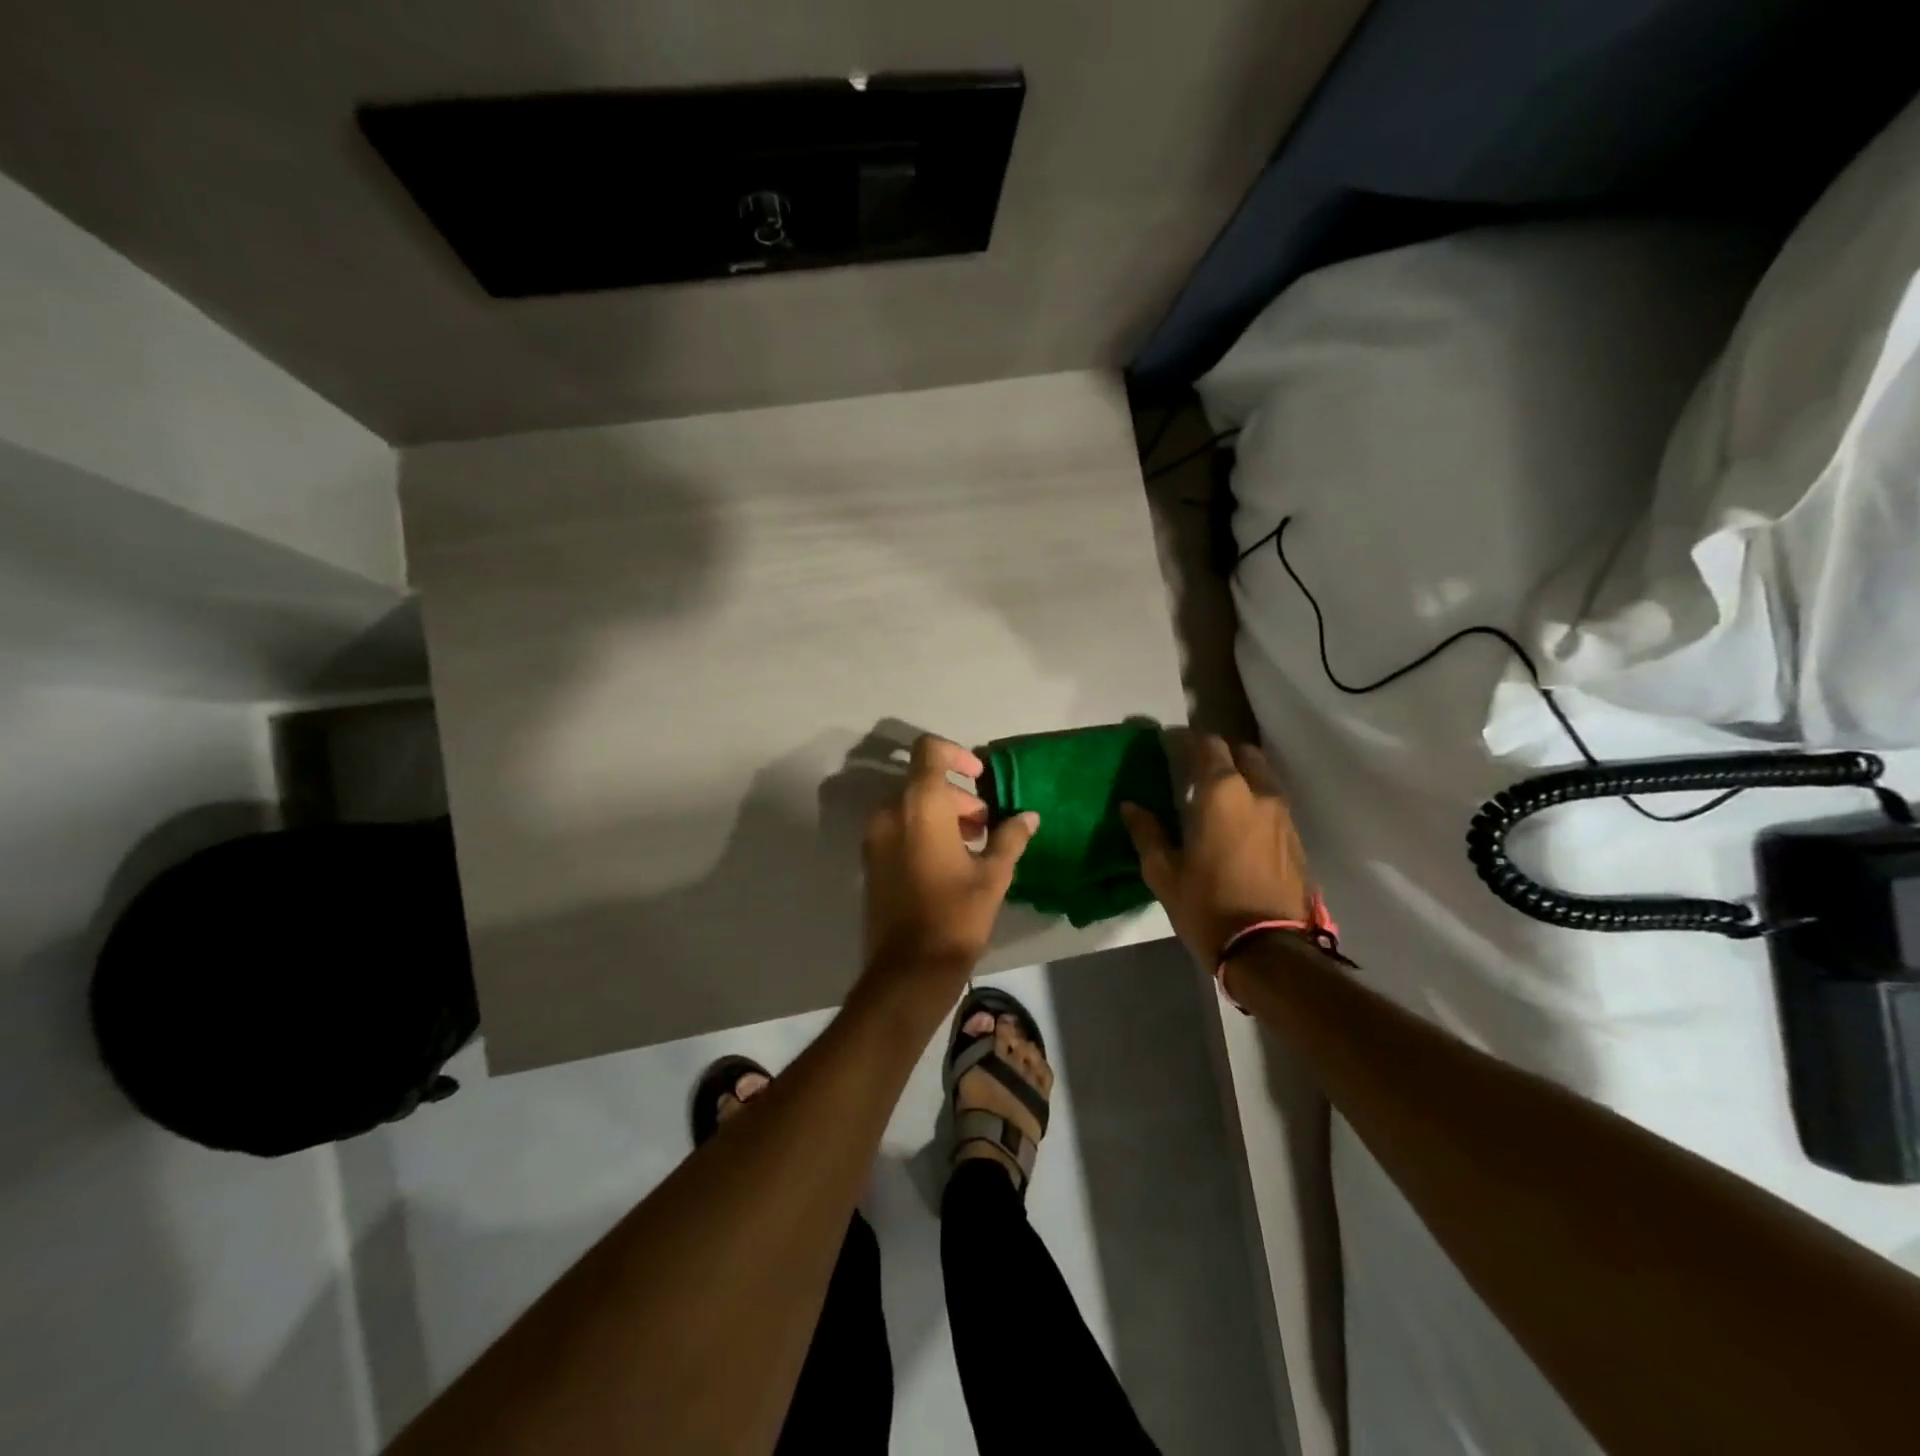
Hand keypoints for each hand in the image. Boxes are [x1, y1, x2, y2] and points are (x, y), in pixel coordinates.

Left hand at [861, 735, 1038, 983]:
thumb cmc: (956, 916)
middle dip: (958, 796)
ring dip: (942, 813)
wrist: (908, 970)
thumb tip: (1029, 816)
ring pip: (910, 805)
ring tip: (972, 846)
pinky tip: (949, 862)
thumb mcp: (993, 875)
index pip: (929, 750)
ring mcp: (875, 836)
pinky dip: (923, 830)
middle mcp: (890, 812)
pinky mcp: (870, 859)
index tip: (980, 778)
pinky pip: (898, 826)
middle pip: (923, 781)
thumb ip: (1010, 837)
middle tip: (985, 825)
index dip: (956, 754)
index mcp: (920, 805)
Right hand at [1121, 730, 1314, 966]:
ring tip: (1217, 795)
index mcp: (1222, 793)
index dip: (1185, 740)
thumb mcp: (1164, 872)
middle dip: (1219, 753)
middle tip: (1195, 767)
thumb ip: (1147, 833)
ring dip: (1241, 776)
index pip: (1207, 746)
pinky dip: (1255, 800)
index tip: (1168, 743)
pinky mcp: (1296, 838)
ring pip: (1263, 777)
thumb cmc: (1208, 906)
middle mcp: (1259, 793)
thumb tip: (1131, 806)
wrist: (1269, 950)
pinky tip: (1238, 822)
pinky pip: (1273, 803)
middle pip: (1243, 753)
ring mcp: (1283, 815)